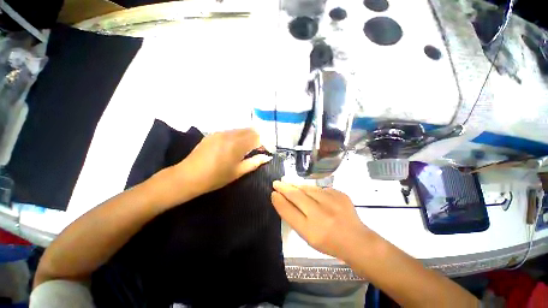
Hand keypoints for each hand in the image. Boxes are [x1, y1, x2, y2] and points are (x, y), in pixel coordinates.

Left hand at [174, 128, 270, 195]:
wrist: (188, 176)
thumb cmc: (216, 177)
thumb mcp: (237, 172)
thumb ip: (254, 163)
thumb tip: (267, 157)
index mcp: (237, 145)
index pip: (257, 138)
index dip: (264, 143)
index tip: (265, 151)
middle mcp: (230, 135)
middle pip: (250, 130)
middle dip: (257, 138)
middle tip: (257, 149)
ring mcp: (220, 132)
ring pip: (240, 130)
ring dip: (247, 136)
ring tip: (246, 148)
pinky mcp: (213, 134)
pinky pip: (231, 131)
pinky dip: (237, 136)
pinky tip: (234, 145)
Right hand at [272, 181, 372, 260]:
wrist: (356, 240)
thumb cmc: (328, 242)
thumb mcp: (307, 236)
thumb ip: (294, 217)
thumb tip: (282, 199)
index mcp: (311, 231)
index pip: (288, 211)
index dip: (279, 201)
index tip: (273, 193)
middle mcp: (321, 215)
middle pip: (296, 196)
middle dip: (284, 187)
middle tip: (276, 183)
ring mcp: (332, 203)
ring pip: (308, 188)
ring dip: (296, 185)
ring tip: (289, 184)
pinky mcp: (340, 194)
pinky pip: (320, 189)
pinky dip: (312, 189)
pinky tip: (310, 192)